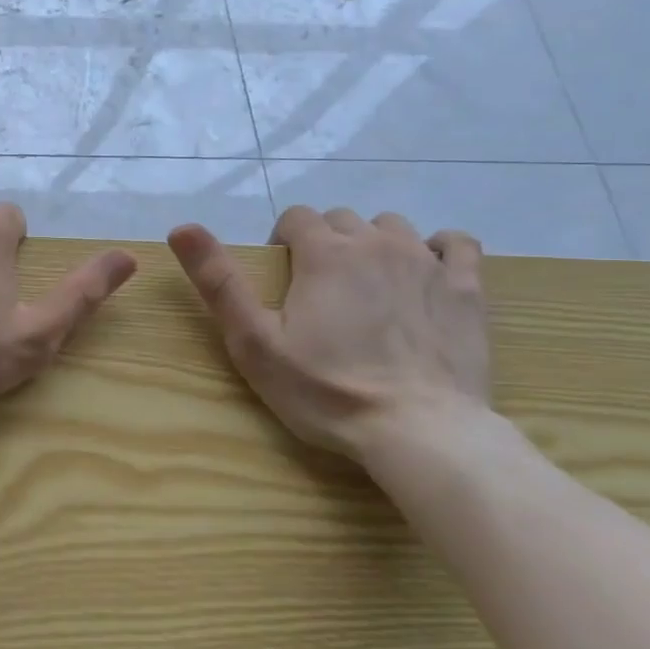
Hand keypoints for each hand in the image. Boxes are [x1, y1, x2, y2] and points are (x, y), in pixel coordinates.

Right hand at [168, 207, 491, 460]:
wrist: (420, 431)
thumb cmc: (326, 389)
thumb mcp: (253, 341)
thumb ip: (218, 281)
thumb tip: (181, 227)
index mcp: (324, 253)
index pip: (297, 217)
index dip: (284, 243)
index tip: (283, 282)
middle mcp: (376, 243)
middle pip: (343, 219)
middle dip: (326, 244)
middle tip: (319, 293)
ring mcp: (428, 262)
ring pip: (393, 228)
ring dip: (374, 245)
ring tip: (368, 288)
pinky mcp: (468, 289)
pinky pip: (456, 243)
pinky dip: (437, 250)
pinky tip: (425, 275)